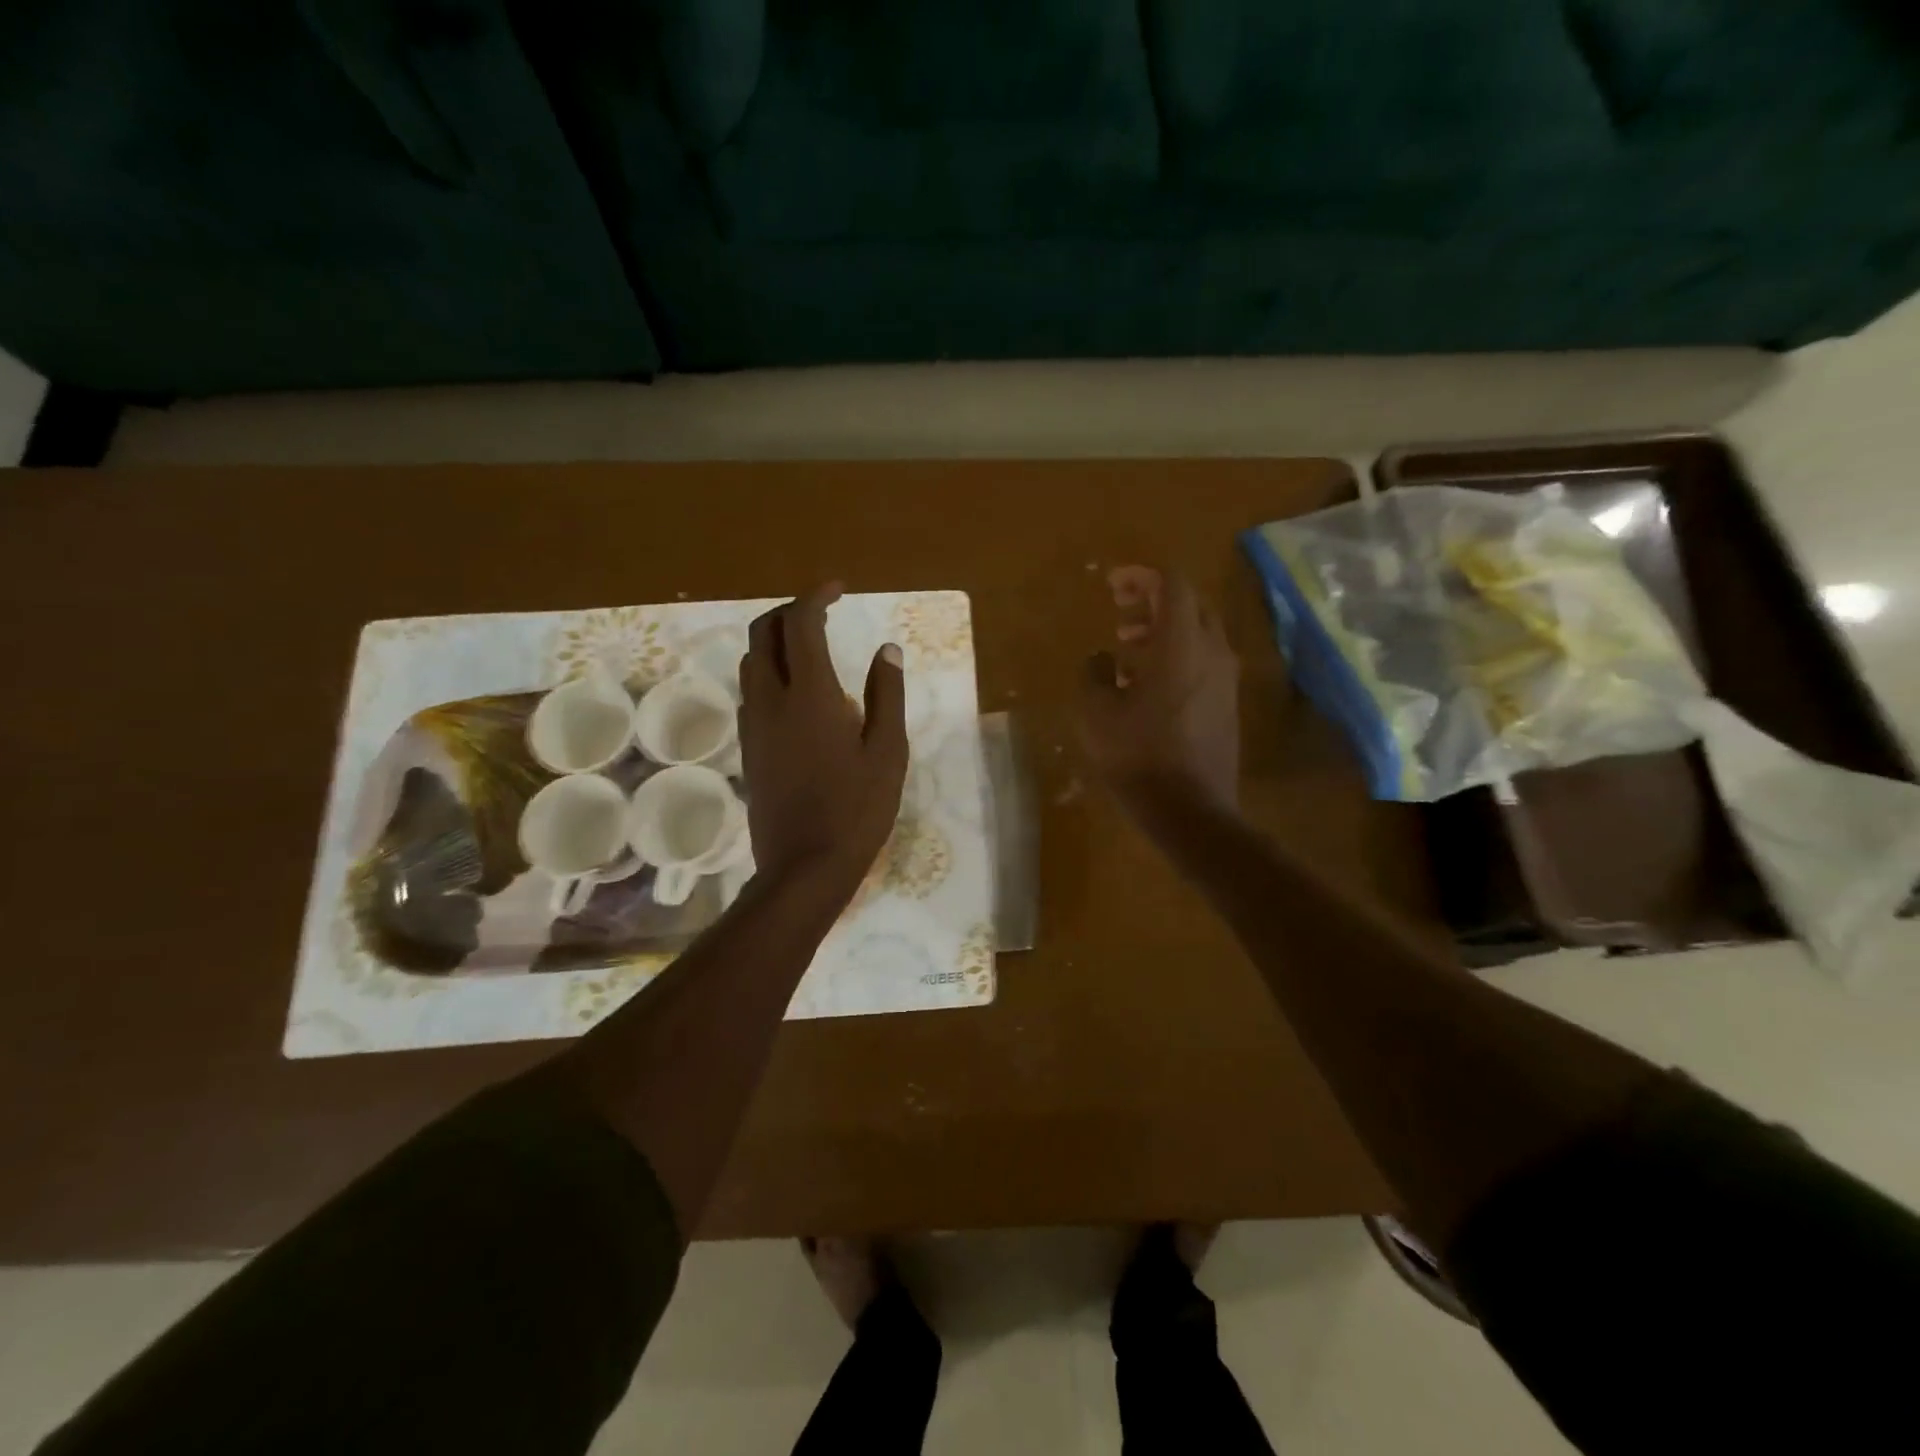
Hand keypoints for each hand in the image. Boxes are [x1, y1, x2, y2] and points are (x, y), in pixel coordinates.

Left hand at [739, 583, 908, 896]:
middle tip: (822, 613)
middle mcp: (771, 700)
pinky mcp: (749, 749)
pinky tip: (797, 693)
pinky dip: (769, 673)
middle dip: (790, 612)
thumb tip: (887, 650)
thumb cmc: (857, 809)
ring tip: (810, 647)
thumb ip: (886, 694)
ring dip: (775, 642)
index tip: (838, 590)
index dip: (816, 597)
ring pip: (751, 663)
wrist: (805, 867)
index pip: (801, 624)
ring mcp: (754, 726)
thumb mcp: (888, 751)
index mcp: (809, 695)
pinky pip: (751, 693)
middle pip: (764, 634)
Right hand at [1078, 566, 1239, 815]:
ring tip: (1126, 650)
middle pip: (1190, 604)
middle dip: (1153, 602)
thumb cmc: (1138, 756)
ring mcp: (1226, 679)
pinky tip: (1146, 684)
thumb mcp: (1096, 713)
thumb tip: (1101, 660)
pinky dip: (1176, 656)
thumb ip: (1094, 674)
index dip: (1141, 576)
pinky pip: (1203, 661)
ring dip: (1163, 631)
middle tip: (1120, 617)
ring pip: (1199, 634)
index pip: (1172, 584)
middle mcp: (1212, 652)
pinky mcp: (1228, 703)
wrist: (1191, 810)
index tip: (1113, 586)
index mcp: (1181, 644)